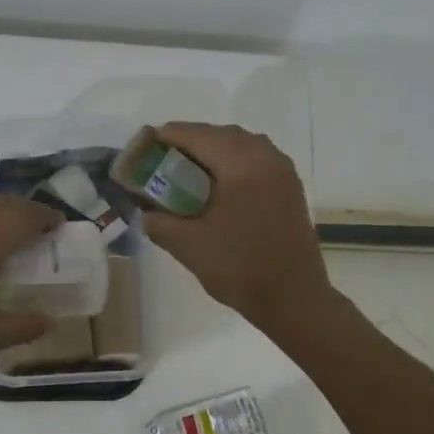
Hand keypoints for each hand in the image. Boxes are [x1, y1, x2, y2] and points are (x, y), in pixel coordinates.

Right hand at [142, 123, 334, 341]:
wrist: (292, 297)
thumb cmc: (239, 268)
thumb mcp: (187, 245)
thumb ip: (158, 221)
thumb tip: (145, 210)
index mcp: (241, 163)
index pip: (194, 135)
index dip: (164, 138)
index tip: (141, 149)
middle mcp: (265, 155)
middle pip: (218, 135)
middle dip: (186, 145)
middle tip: (159, 164)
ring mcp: (282, 169)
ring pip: (238, 145)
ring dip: (210, 153)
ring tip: (184, 176)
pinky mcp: (289, 185)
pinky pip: (254, 160)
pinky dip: (230, 165)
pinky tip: (215, 189)